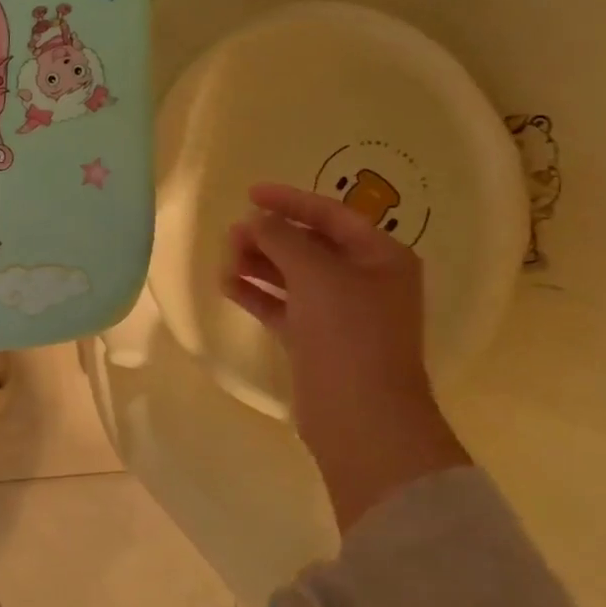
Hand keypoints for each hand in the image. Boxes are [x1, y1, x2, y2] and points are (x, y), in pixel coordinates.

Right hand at [224, 183, 468, 530]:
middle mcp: (363, 280)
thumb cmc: (347, 332)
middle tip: (231, 234)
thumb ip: (282, 239)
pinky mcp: (314, 339)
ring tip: (225, 259)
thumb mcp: (315, 274)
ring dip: (259, 263)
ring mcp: (338, 312)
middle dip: (269, 236)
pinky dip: (256, 293)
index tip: (250, 194)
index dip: (290, 201)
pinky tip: (227, 285)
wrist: (359, 413)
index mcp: (380, 257)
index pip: (331, 215)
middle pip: (309, 245)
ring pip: (291, 276)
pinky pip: (281, 305)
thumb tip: (256, 220)